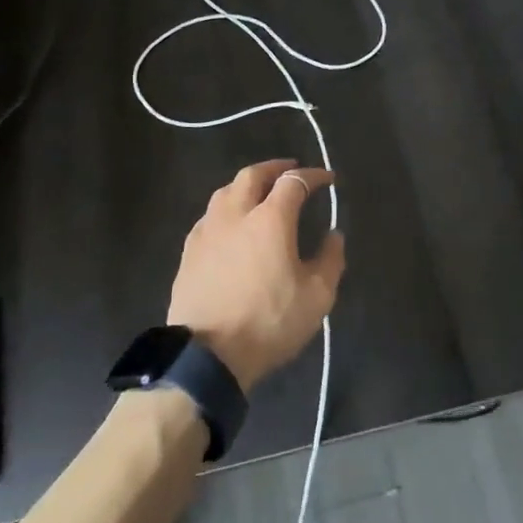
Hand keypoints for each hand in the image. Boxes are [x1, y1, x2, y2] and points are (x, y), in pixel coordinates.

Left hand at [167, 159, 344, 390]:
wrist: (207, 355)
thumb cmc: (268, 322)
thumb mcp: (316, 297)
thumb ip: (330, 259)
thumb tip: (333, 235)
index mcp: (270, 218)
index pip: (294, 182)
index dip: (313, 176)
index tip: (328, 179)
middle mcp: (236, 213)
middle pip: (253, 175)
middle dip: (275, 168)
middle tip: (289, 170)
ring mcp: (208, 230)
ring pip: (226, 191)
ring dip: (246, 184)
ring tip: (259, 192)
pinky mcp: (189, 250)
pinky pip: (210, 215)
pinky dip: (226, 209)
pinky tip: (230, 223)